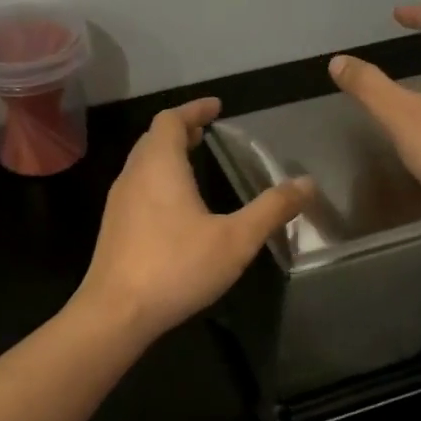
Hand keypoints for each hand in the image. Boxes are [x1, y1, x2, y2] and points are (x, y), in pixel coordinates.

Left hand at [73, 97, 311, 341]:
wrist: (115, 313)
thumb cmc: (176, 267)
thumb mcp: (236, 240)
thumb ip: (271, 209)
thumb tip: (307, 183)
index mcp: (159, 166)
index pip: (171, 120)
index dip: (194, 109)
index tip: (216, 107)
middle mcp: (133, 176)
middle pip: (153, 139)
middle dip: (180, 130)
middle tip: (206, 133)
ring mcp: (118, 203)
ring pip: (142, 164)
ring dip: (167, 156)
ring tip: (194, 164)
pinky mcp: (113, 228)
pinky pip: (137, 188)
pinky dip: (158, 181)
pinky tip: (176, 207)